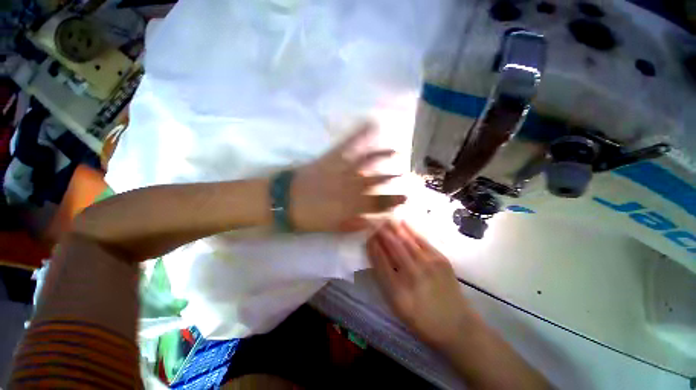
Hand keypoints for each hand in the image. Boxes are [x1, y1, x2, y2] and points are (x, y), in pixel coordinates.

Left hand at [290, 123, 406, 231]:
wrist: (282, 200)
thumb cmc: (306, 217)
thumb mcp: (330, 227)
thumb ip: (351, 225)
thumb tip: (369, 222)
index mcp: (350, 205)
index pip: (377, 204)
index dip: (392, 201)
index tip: (405, 198)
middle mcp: (350, 186)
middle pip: (376, 182)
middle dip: (392, 179)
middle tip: (406, 176)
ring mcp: (341, 170)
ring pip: (367, 162)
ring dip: (383, 156)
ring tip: (396, 151)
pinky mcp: (331, 158)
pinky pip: (348, 144)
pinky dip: (359, 133)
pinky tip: (370, 123)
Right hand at [367, 221, 472, 348]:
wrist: (456, 324)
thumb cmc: (421, 319)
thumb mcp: (397, 306)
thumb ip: (384, 280)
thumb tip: (376, 255)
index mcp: (398, 292)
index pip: (380, 261)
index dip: (372, 246)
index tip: (367, 236)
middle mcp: (413, 275)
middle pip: (393, 247)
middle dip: (381, 233)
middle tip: (374, 222)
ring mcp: (429, 266)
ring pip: (406, 241)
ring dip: (393, 228)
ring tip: (385, 219)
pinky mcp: (441, 260)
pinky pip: (421, 241)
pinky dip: (410, 230)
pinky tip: (403, 223)